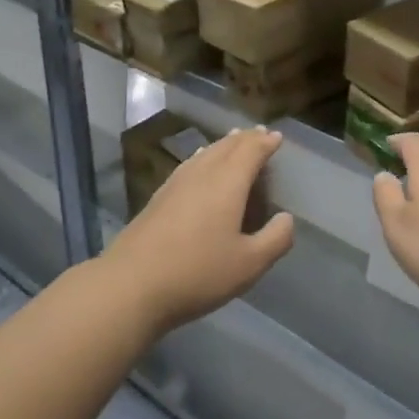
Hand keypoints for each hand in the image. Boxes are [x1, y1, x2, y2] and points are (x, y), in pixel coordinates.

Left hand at [105, 127, 294, 336]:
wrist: (131, 284)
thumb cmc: (197, 273)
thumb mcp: (249, 264)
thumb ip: (275, 239)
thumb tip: (286, 218)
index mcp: (228, 183)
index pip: (250, 151)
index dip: (265, 142)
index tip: (277, 137)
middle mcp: (202, 173)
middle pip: (227, 146)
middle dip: (245, 138)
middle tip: (259, 134)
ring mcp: (176, 183)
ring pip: (206, 153)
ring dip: (224, 144)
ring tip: (233, 141)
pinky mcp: (158, 197)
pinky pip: (189, 164)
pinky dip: (203, 157)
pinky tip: (199, 164)